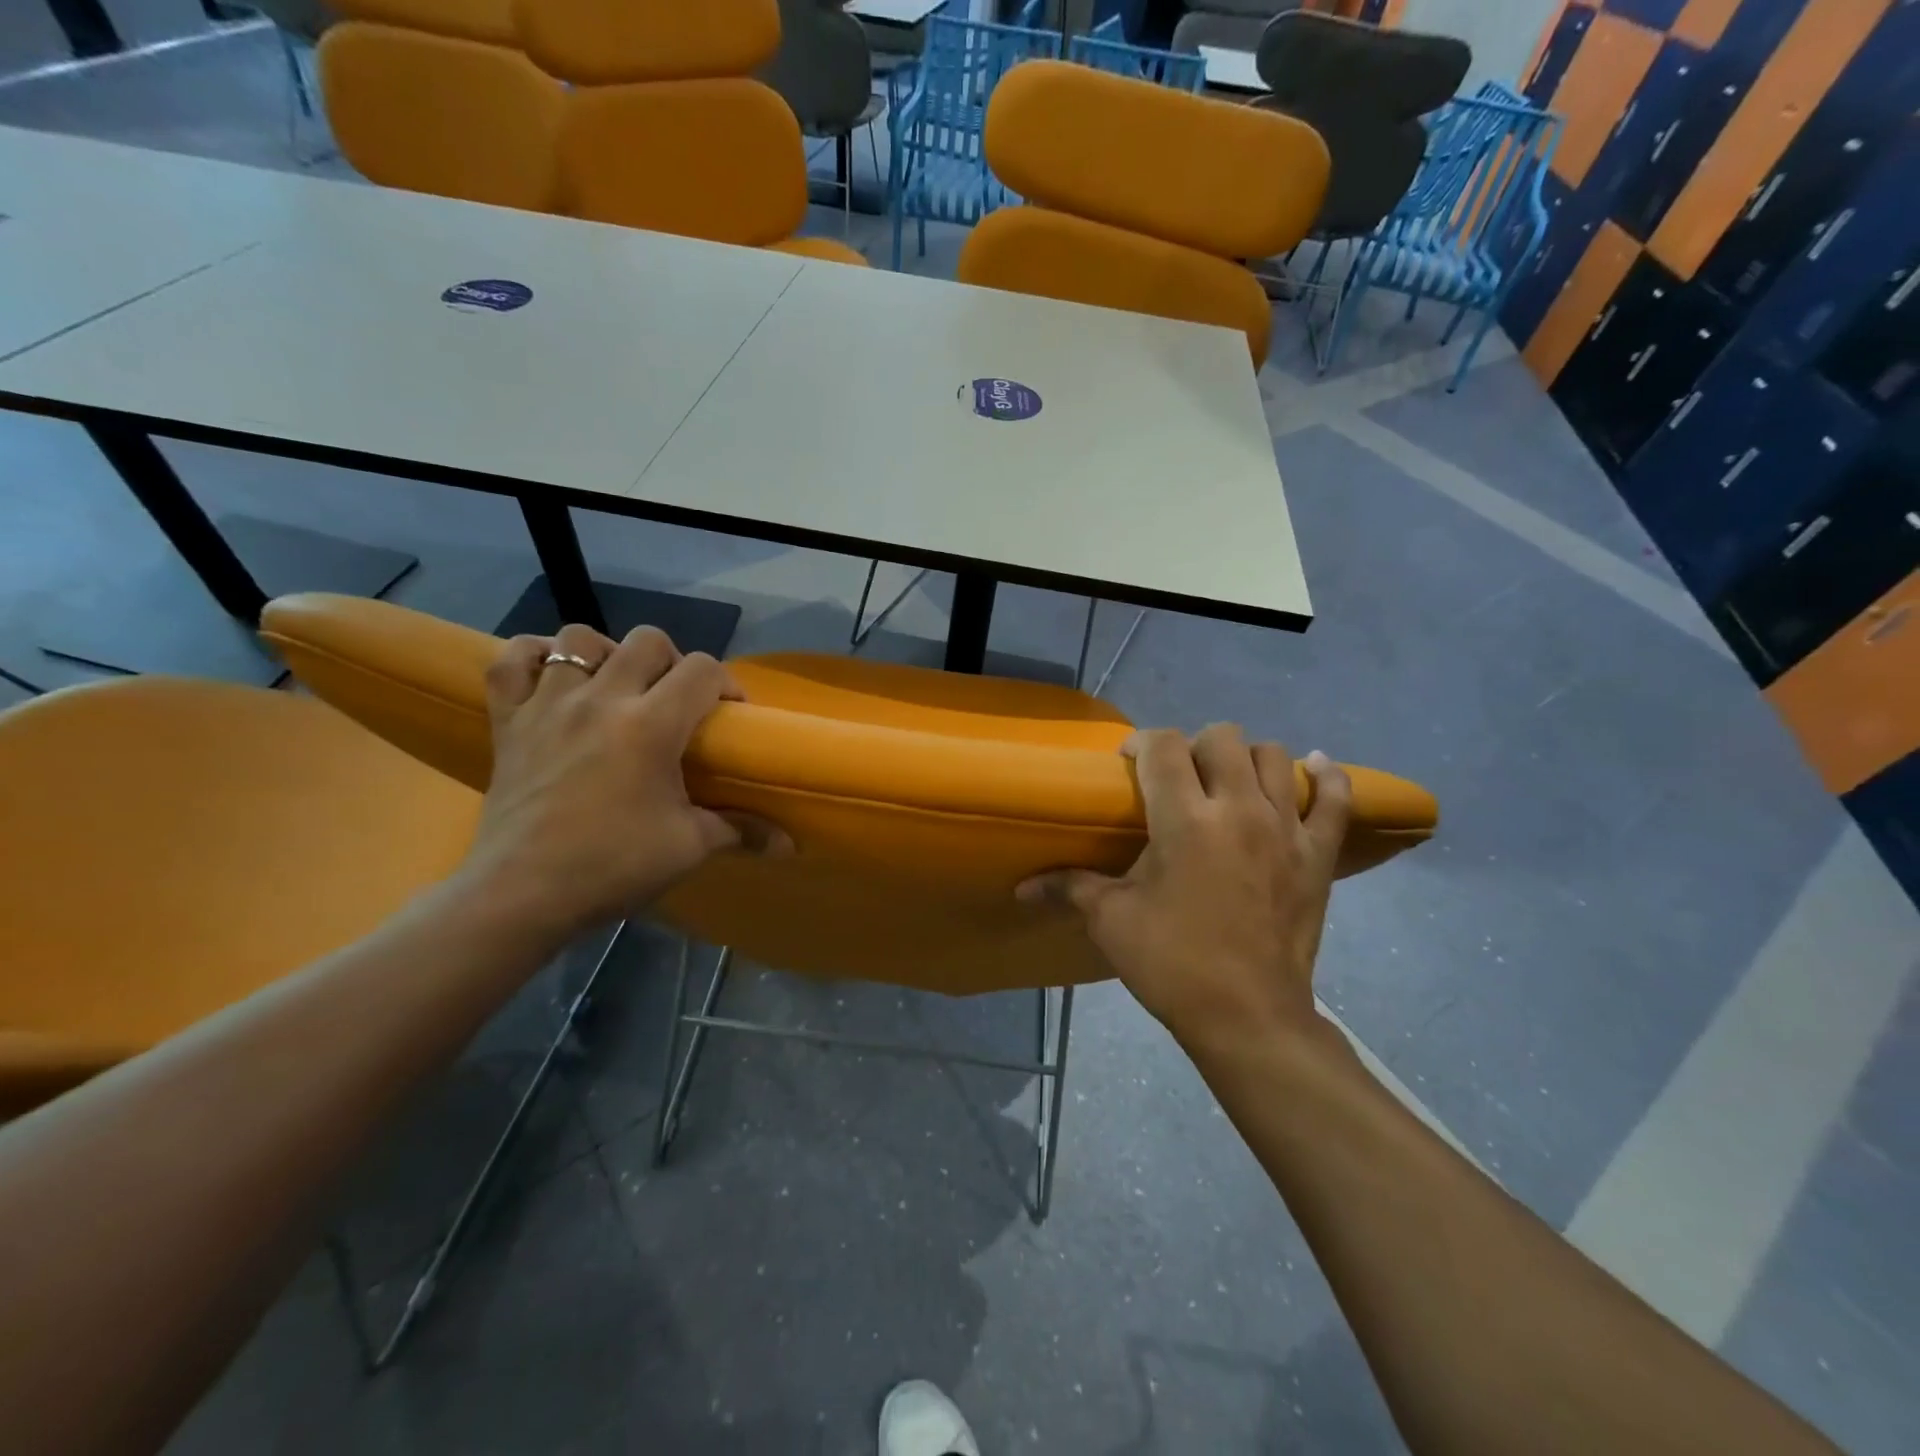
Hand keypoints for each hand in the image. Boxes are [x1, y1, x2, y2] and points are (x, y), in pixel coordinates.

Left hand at [458, 623, 769, 941]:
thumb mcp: (688, 847)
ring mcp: (548, 705)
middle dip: (673, 662)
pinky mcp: (509, 721)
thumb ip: (741, 831)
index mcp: (651, 725)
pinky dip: (533, 657)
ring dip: (605, 654)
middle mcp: (601, 699)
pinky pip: (511, 661)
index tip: (730, 714)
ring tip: (614, 687)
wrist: (522, 894)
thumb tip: (790, 845)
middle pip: (647, 641)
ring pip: (577, 639)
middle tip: (675, 700)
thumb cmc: (613, 866)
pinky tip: (553, 678)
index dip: (726, 683)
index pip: (702, 670)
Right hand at [1019, 726, 1351, 1048]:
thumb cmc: (1171, 963)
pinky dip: (1327, 778)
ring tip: (1229, 781)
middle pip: (1222, 738)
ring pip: (1275, 757)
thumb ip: (1066, 888)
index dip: (1142, 742)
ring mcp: (1286, 829)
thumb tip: (1020, 888)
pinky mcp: (1318, 855)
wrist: (1247, 1016)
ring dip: (1247, 758)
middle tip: (1178, 779)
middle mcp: (1238, 809)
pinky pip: (1335, 799)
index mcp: (1184, 820)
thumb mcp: (1111, 921)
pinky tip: (1313, 770)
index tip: (1129, 762)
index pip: (1164, 747)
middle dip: (1194, 747)